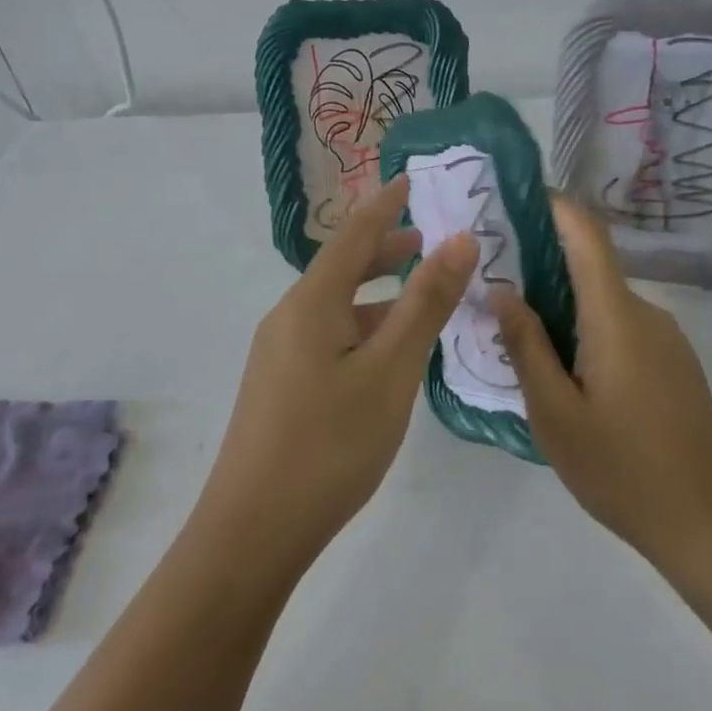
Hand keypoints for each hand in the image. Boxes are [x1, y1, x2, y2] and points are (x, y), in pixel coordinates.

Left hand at [196, 174, 477, 573]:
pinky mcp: (281, 385)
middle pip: (341, 267)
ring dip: (377, 293)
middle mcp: (289, 317)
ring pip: (337, 306)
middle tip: (430, 240)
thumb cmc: (330, 444)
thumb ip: (425, 304)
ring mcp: (280, 353)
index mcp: (311, 302)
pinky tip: (388, 352)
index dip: (385, 205)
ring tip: (420, 294)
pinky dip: (364, 326)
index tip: (412, 179)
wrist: (253, 531)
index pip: (353, 234)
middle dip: (385, 248)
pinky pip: (329, 336)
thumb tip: (458, 240)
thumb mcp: (390, 371)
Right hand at [492, 196, 711, 568]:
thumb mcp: (555, 413)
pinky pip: (624, 330)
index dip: (555, 206)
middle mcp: (647, 314)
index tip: (516, 197)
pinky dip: (589, 332)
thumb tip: (503, 290)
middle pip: (591, 269)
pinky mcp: (676, 365)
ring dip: (565, 308)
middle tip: (493, 285)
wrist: (708, 524)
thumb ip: (527, 346)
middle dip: (543, 267)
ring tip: (521, 338)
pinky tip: (568, 375)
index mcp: (616, 317)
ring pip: (605, 305)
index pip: (588, 236)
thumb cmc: (621, 468)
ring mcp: (667, 340)